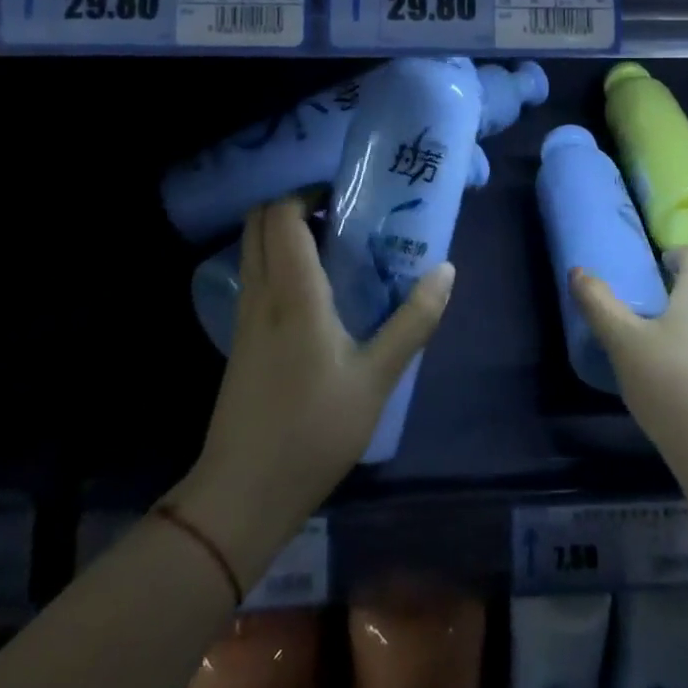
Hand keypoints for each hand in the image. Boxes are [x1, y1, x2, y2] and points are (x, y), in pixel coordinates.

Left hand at [173, 196, 454, 586]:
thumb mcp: (377, 378)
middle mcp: (261, 293)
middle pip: (258, 222)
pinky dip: (278, 261)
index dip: (307, 192)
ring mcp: (244, 317)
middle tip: (339, 215)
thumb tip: (446, 271)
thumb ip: (413, 321)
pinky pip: (255, 276)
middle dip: (293, 205)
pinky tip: (315, 292)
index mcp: (292, 292)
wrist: (242, 494)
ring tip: (334, 248)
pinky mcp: (240, 340)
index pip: (281, 214)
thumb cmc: (313, 430)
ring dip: (285, 233)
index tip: (345, 196)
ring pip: (252, 249)